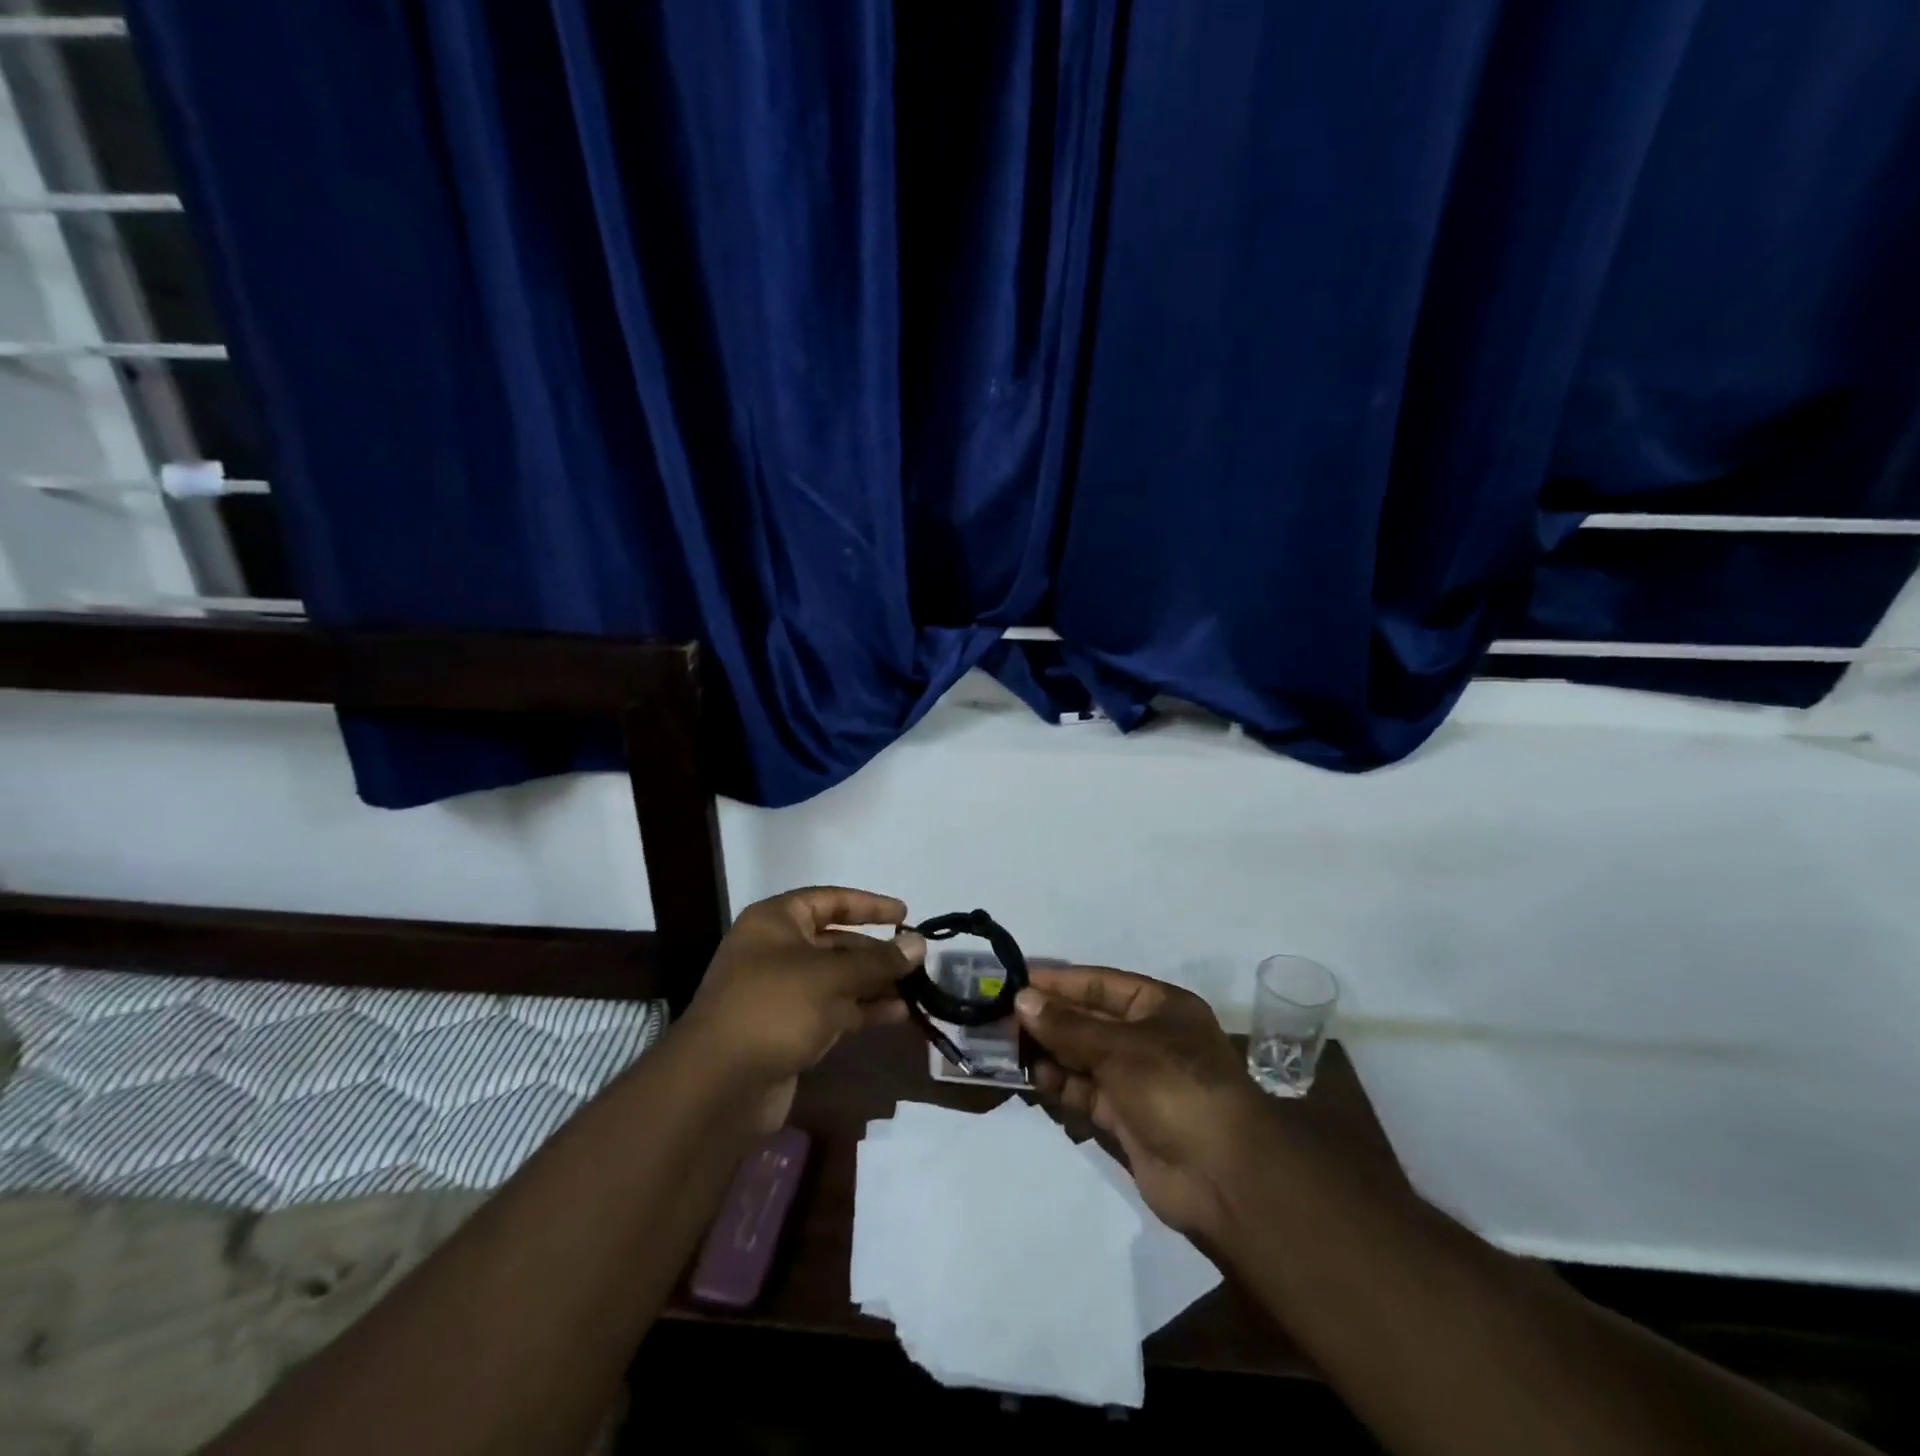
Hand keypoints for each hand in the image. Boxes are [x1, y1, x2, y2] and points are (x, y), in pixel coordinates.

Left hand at [678, 887, 922, 1129]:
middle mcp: (777, 951)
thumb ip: (878, 960)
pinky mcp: (789, 1029)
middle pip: (836, 942)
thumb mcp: (831, 977)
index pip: (830, 900)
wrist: (719, 1085)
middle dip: (876, 951)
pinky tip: (898, 1014)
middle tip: (916, 959)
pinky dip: (863, 1009)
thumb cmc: (774, 1008)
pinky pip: (834, 1010)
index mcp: (776, 922)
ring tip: (916, 988)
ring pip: (838, 979)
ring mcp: (782, 993)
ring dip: (875, 983)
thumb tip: (920, 943)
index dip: (868, 905)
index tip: (905, 914)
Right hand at [1015, 967, 1271, 1242]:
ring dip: (1050, 1052)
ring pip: (1084, 1057)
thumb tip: (1023, 999)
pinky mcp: (1127, 1118)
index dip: (1059, 982)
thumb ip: (1068, 1026)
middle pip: (1090, 1021)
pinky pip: (1086, 1092)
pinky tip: (1034, 1078)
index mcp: (1161, 1007)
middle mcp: (1149, 1038)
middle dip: (1049, 1019)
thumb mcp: (1120, 1047)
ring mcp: (1138, 1080)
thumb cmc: (1175, 1087)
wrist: (1223, 1177)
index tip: (1016, 980)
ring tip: (1008, 1048)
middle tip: (1001, 1017)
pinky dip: (1061, 1085)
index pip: (1100, 985)